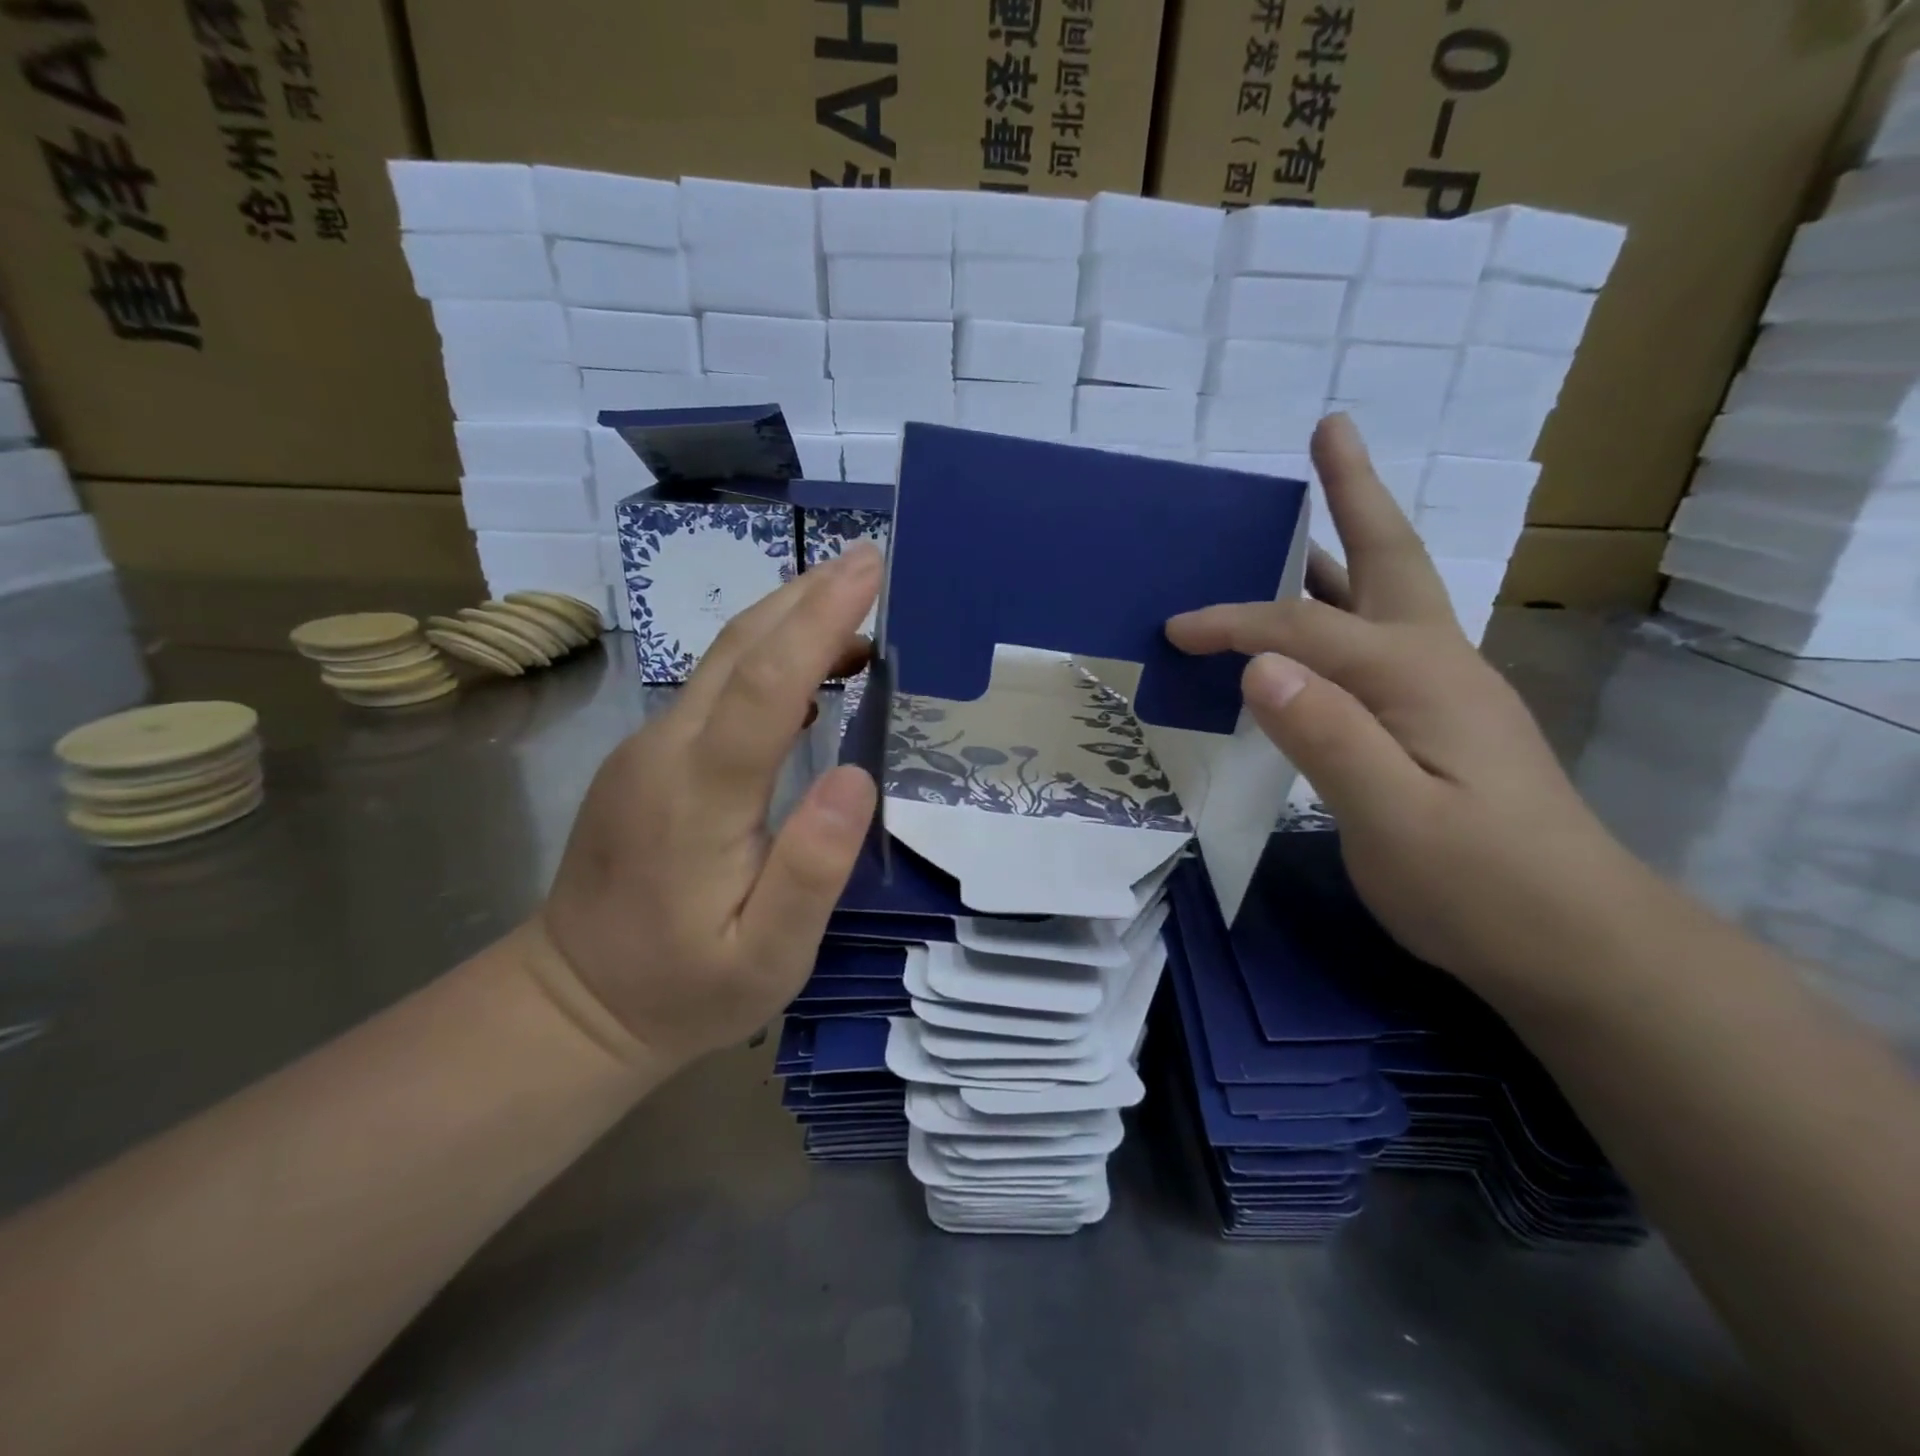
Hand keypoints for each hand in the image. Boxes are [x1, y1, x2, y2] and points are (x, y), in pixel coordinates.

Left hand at [533, 547, 881, 1070]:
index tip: (868, 570)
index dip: (818, 619)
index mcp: (698, 796)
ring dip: (789, 619)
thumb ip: (811, 871)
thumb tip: (856, 777)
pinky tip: (809, 670)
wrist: (573, 1003)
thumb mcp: (766, 958)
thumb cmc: (683, 988)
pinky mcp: (646, 757)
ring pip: (721, 660)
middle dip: (807, 595)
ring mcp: (647, 748)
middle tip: (872, 564)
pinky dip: (767, 658)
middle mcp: (665, 751)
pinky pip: (712, 687)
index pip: (765, 683)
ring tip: (856, 605)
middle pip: (737, 648)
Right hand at [1166, 415, 1648, 996]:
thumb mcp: (1395, 823)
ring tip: (1304, 515)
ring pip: (1386, 594)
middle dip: (1354, 493)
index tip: (1175, 631)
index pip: (1306, 628)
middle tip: (1330, 430)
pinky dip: (1340, 608)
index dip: (1236, 623)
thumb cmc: (1480, 887)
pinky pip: (1376, 639)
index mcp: (1418, 677)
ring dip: (1346, 544)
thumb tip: (1260, 667)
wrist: (1576, 942)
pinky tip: (1312, 628)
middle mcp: (1436, 662)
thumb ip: (1329, 738)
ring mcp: (1444, 688)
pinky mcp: (1438, 718)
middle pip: (1388, 557)